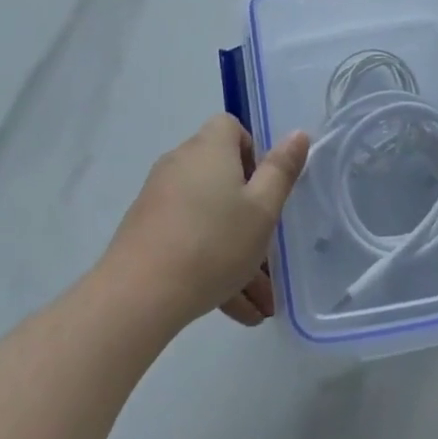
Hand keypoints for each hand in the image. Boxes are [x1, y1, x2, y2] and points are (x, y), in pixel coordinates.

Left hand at [102, 115, 309, 329]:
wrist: (139, 294)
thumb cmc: (213, 242)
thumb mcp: (262, 210)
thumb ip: (281, 170)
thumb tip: (298, 133)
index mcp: (210, 148)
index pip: (231, 127)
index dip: (253, 152)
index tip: (265, 189)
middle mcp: (181, 164)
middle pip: (223, 178)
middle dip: (251, 218)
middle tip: (271, 256)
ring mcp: (160, 198)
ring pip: (209, 218)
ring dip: (237, 254)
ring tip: (261, 305)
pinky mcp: (147, 231)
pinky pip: (189, 239)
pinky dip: (211, 264)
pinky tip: (236, 311)